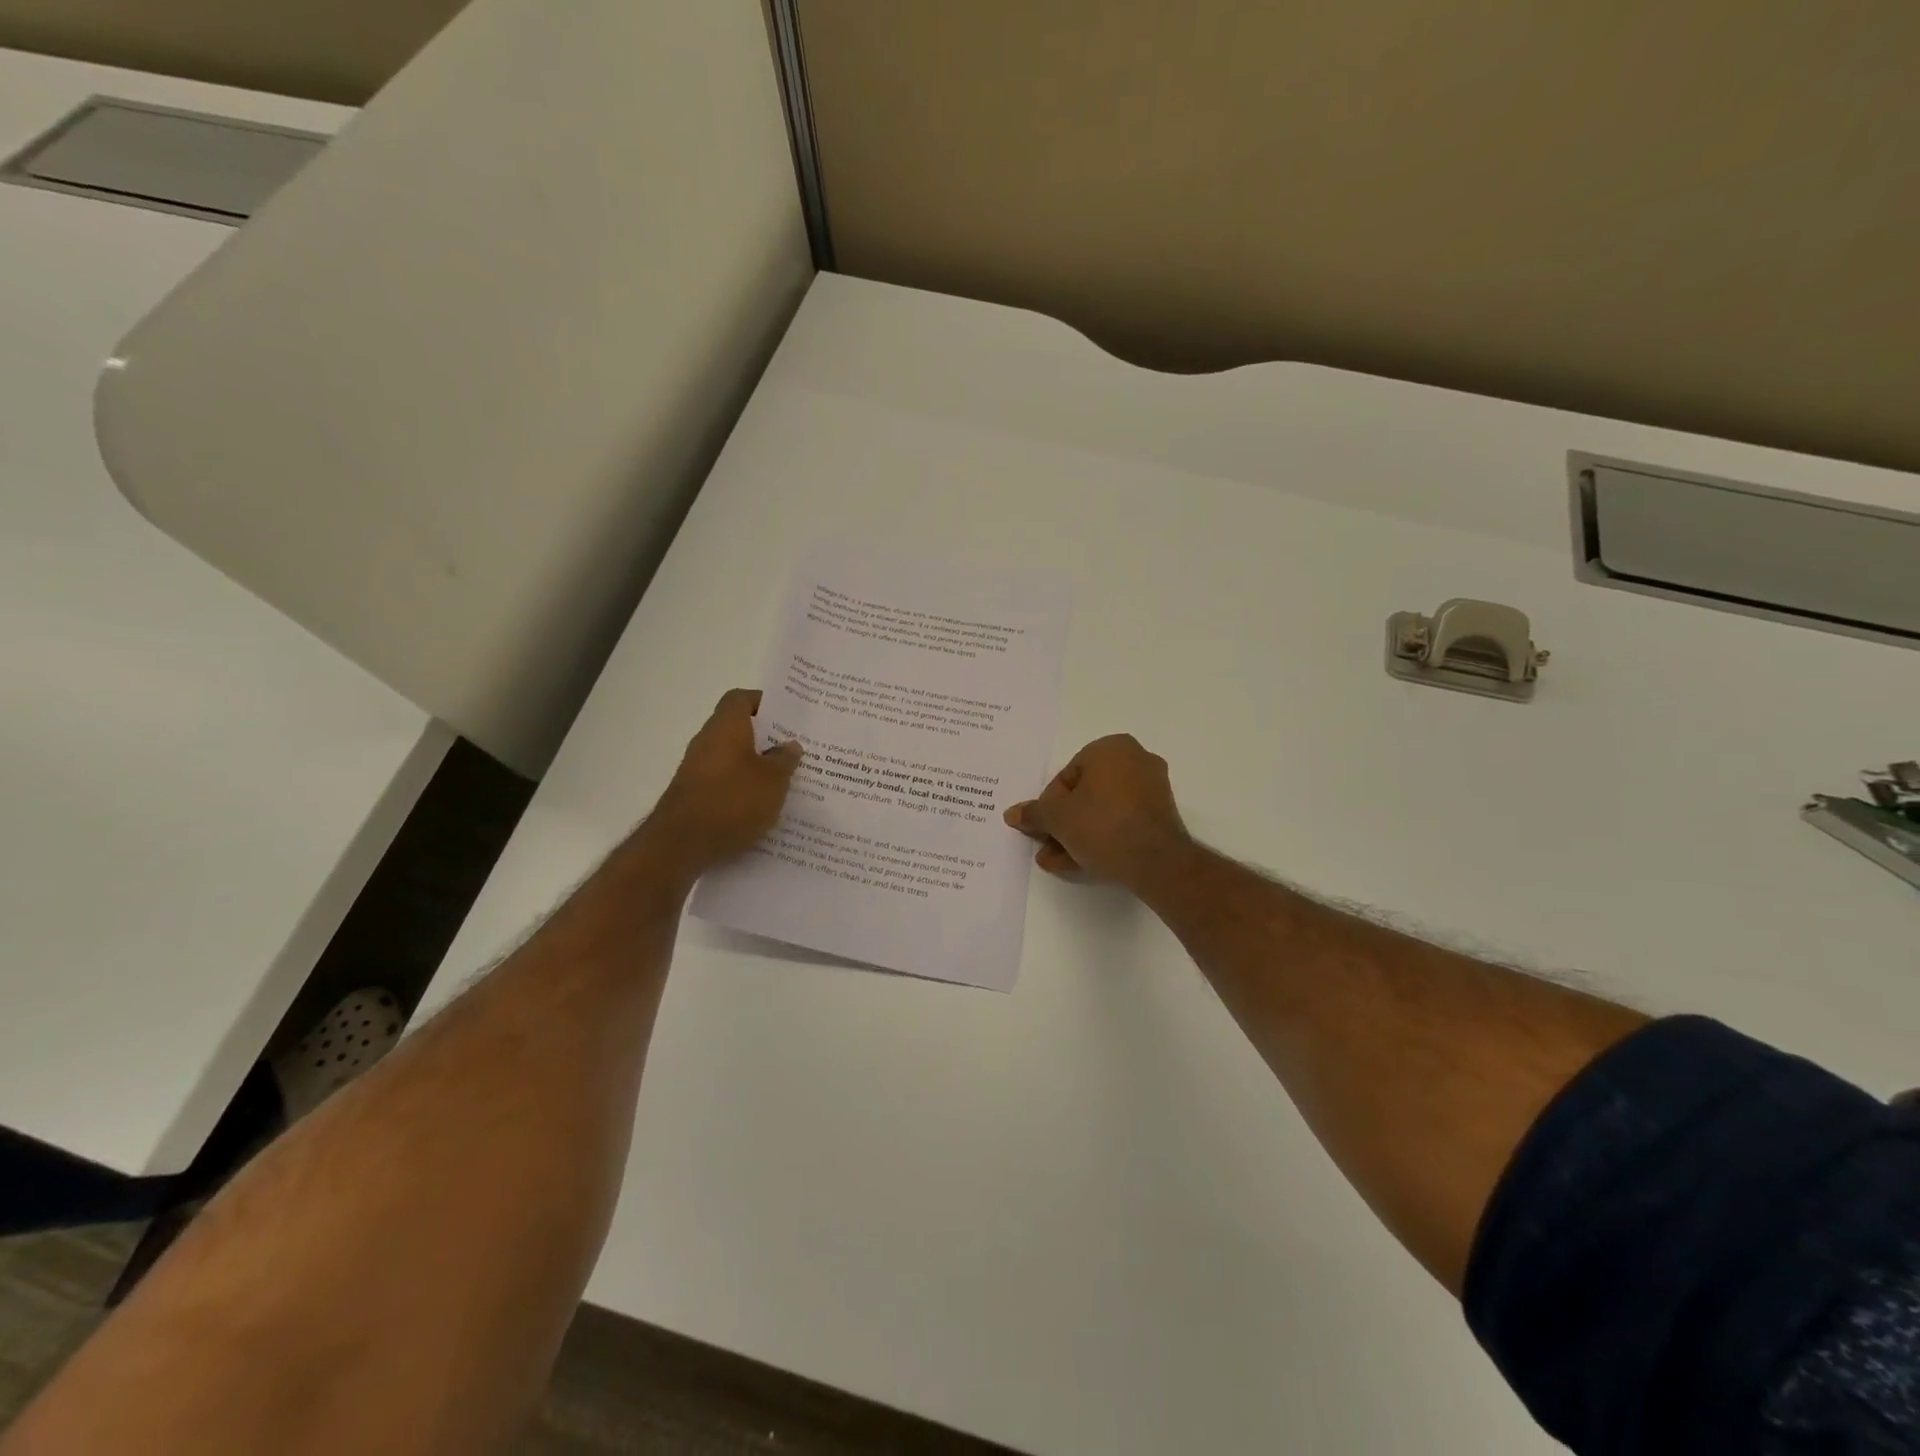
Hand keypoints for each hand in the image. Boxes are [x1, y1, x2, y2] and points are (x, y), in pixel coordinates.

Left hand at [648, 690, 801, 873]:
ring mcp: (696, 769)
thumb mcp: (773, 780)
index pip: (741, 698)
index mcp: (726, 726)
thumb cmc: (733, 800)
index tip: (786, 717)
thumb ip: (785, 759)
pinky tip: (761, 806)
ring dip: (755, 765)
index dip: (763, 702)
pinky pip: (723, 781)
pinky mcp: (693, 794)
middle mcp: (707, 741)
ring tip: (784, 780)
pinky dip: (741, 787)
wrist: (681, 844)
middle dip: (765, 738)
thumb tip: (790, 745)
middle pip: (737, 728)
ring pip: (731, 757)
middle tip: (794, 750)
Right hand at [1004, 735, 1190, 889]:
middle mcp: (1136, 761)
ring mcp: (1152, 790)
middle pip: (1085, 795)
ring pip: (1103, 812)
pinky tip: (1079, 863)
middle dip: (1062, 824)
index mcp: (1111, 748)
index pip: (1067, 776)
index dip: (1048, 806)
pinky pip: (1122, 823)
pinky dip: (1101, 839)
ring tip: (1057, 861)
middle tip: (1046, 847)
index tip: (1040, 828)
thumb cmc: (1101, 825)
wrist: (1155, 862)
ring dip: (1077, 835)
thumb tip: (1012, 814)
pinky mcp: (1161, 817)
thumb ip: (1033, 813)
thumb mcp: (1057, 819)